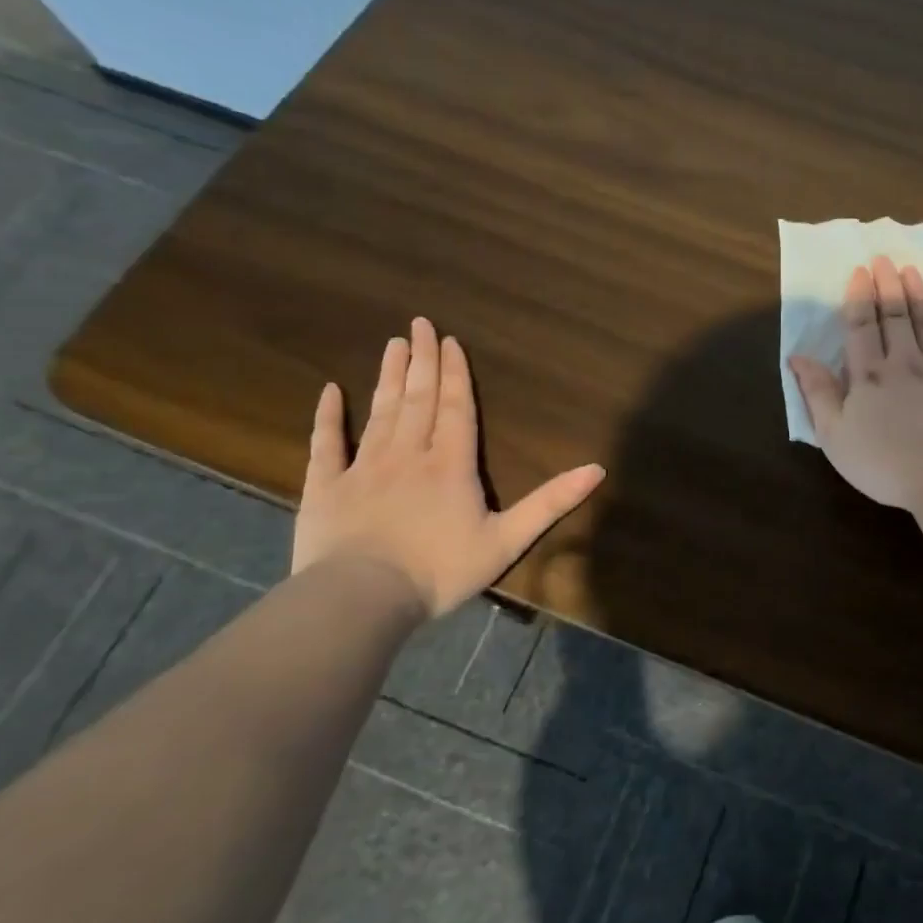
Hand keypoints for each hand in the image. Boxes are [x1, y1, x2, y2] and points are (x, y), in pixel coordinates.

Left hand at [291, 317, 605, 618]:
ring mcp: (363, 467)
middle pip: (418, 399)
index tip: (450, 340)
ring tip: (393, 345)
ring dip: (388, 377)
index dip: (455, 373)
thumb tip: (597, 469)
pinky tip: (329, 390)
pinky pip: (326, 444)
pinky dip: (327, 416)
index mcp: (450, 464)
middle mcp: (408, 454)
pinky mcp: (325, 487)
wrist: (362, 599)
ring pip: (379, 411)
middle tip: (419, 324)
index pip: (456, 408)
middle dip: (422, 360)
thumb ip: (551, 503)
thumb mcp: (507, 540)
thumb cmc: (440, 570)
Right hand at [788, 255, 922, 509]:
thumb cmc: (886, 463)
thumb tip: (797, 357)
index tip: (859, 270)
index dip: (859, 297)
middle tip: (885, 258)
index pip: (862, 327)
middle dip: (888, 285)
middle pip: (896, 316)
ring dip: (920, 295)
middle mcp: (907, 363)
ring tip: (913, 271)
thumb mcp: (835, 436)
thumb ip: (818, 394)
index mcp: (870, 375)